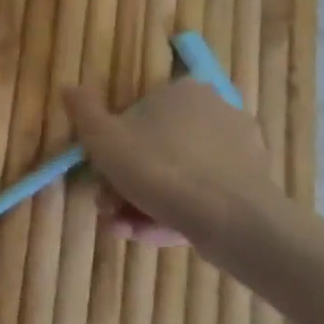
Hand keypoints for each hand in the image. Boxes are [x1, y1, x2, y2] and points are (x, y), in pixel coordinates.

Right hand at [62, 81, 280, 263]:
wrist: (231, 220)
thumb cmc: (157, 167)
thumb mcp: (101, 136)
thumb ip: (83, 110)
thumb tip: (69, 87)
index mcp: (183, 92)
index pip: (137, 114)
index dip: (112, 147)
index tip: (99, 175)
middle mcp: (218, 113)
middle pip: (155, 149)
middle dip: (125, 183)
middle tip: (109, 208)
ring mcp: (241, 152)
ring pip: (176, 177)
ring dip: (143, 203)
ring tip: (126, 230)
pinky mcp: (254, 187)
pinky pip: (202, 196)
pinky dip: (175, 213)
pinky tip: (152, 235)